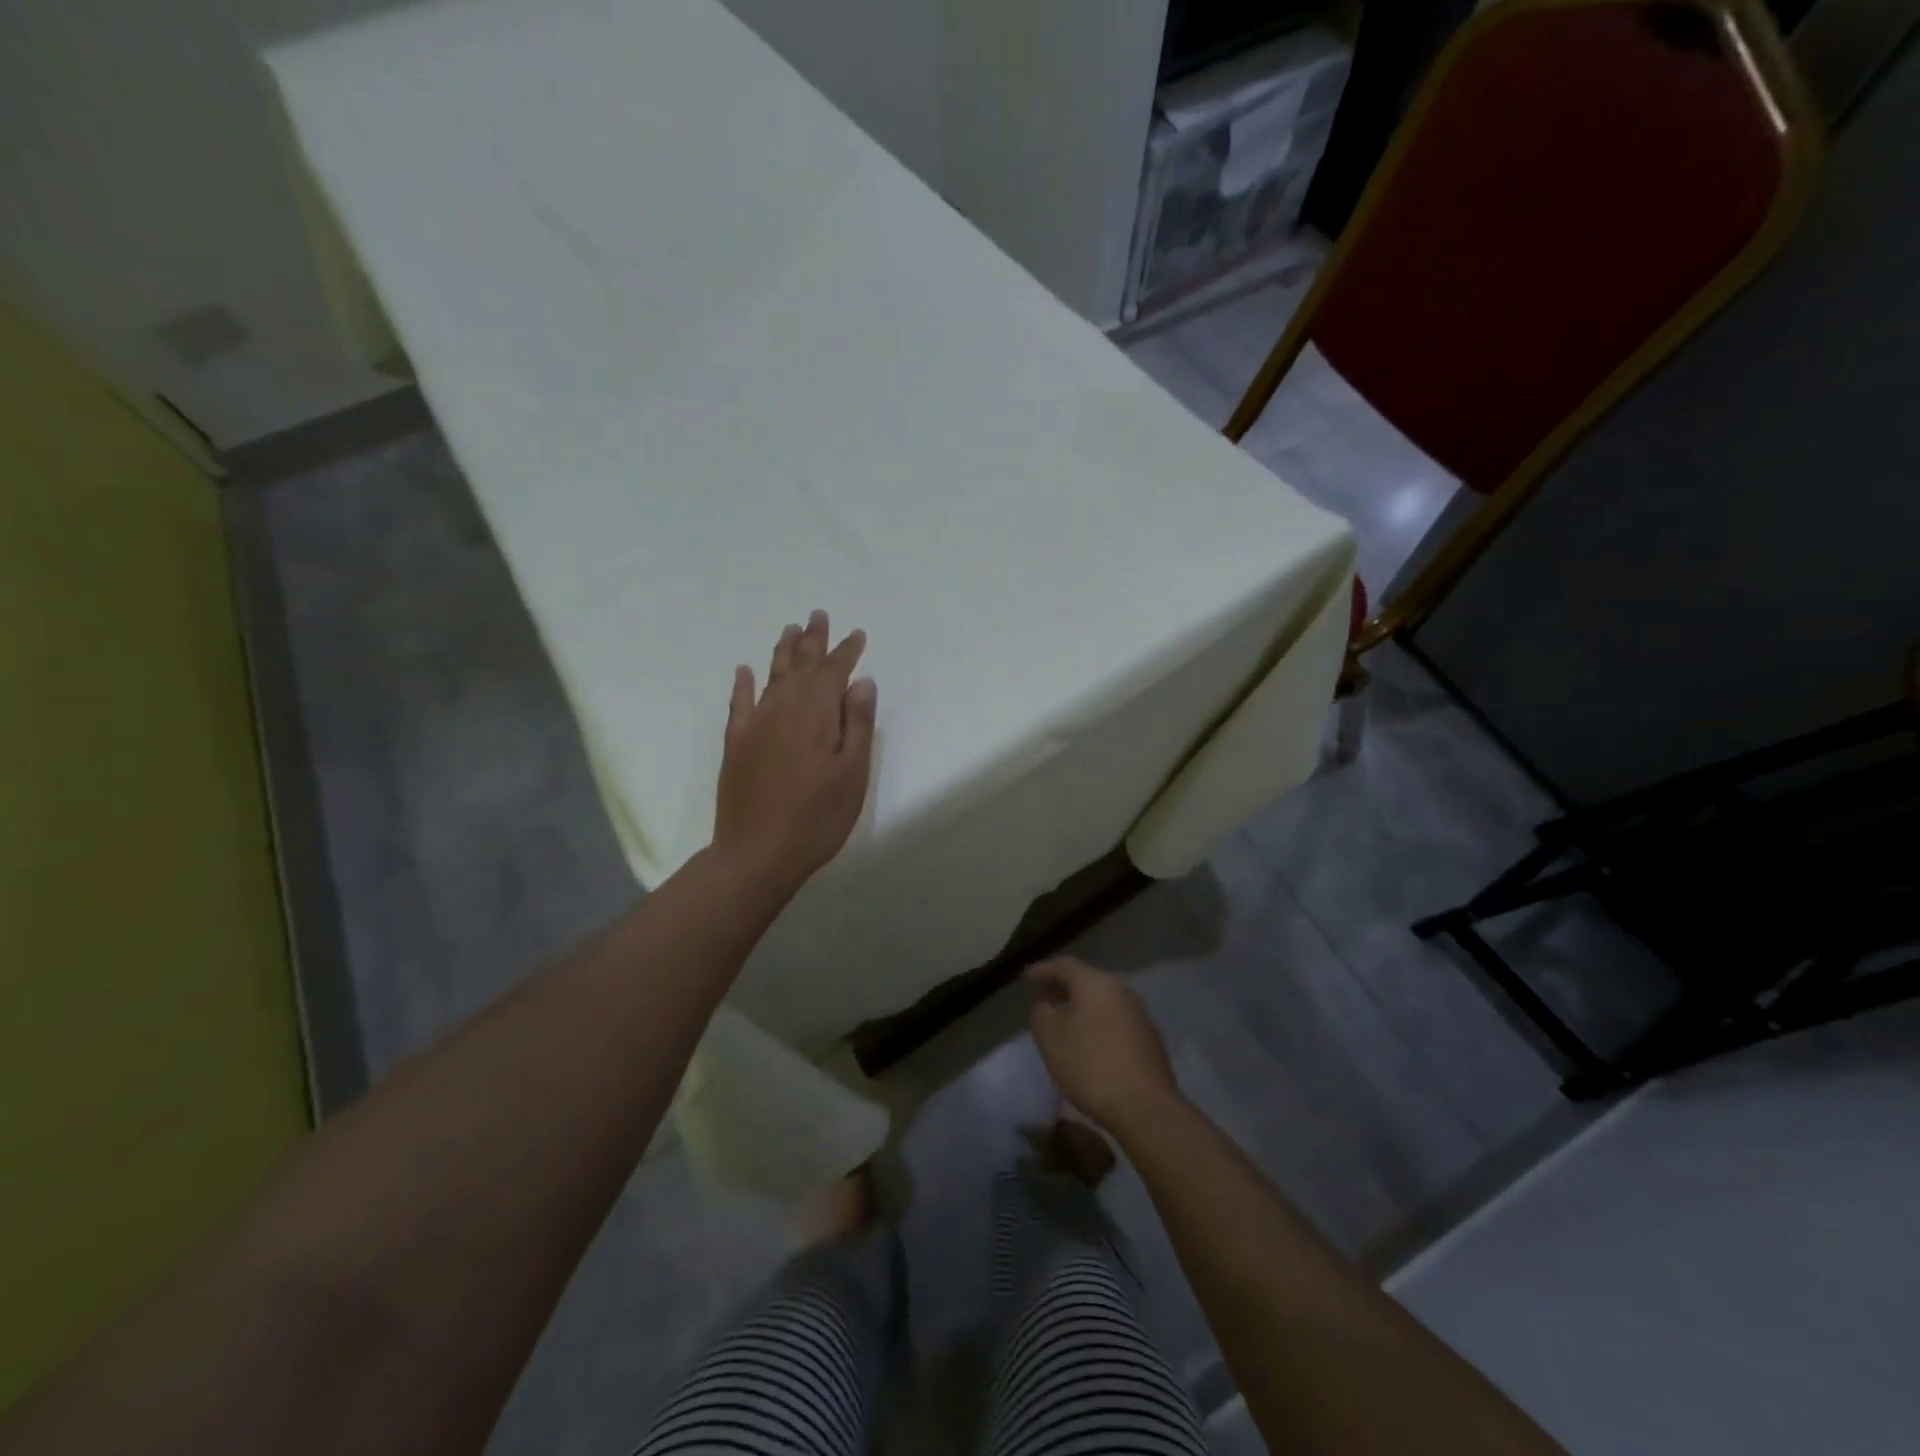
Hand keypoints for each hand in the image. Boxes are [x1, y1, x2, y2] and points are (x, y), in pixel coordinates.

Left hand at [713, 611, 876, 894]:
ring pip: (771, 677)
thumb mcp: (852, 775)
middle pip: (800, 666)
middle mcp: (782, 710)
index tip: (857, 634)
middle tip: (818, 615)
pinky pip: (738, 703)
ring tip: (790, 629)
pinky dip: (742, 684)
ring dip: (782, 652)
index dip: (846, 652)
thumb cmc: (816, 818)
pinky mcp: (735, 744)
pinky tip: (744, 670)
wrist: (756, 854)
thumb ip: (857, 725)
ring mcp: (754, 726)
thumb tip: (861, 682)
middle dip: (812, 640)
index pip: (833, 673)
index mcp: (815, 716)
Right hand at [1027, 958, 1179, 1137]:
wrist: (1144, 1107)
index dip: (1043, 971)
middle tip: (1044, 998)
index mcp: (1095, 982)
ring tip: (1064, 1022)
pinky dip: (1098, 1024)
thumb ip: (1042, 1013)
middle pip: (1087, 981)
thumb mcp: (1049, 1037)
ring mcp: (1139, 1015)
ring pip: (1103, 1002)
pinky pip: (1115, 1022)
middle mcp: (1121, 990)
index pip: (1064, 966)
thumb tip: (1049, 1005)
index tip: (1027, 978)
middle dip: (1064, 989)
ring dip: (1082, 1008)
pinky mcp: (1149, 1040)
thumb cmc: (1089, 1065)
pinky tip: (1089, 1042)